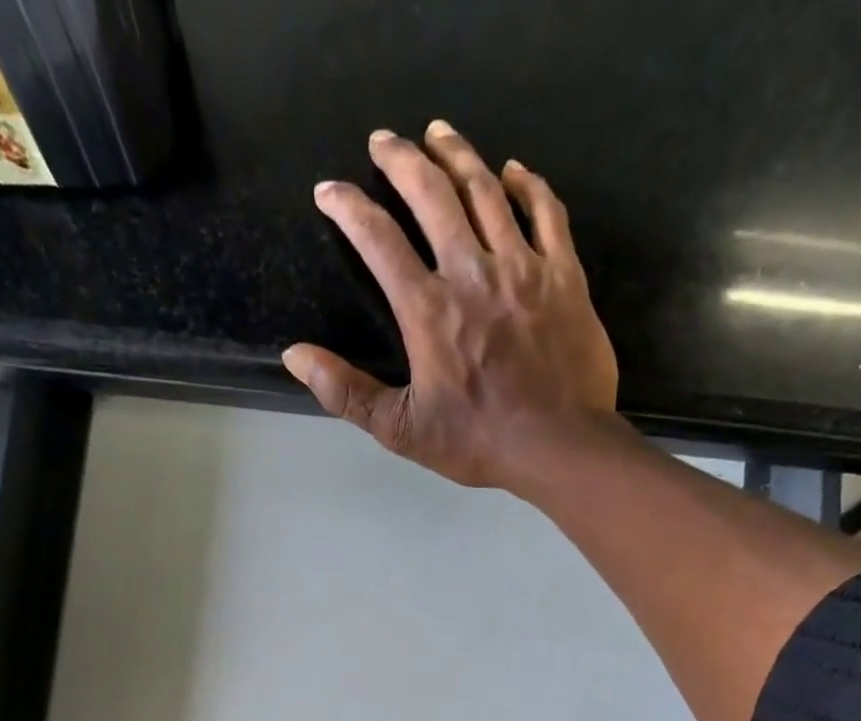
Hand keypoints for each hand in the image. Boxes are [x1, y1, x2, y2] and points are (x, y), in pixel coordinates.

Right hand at [283, 121, 624, 494]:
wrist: (559, 446)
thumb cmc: (478, 443)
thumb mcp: (402, 429)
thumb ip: (347, 392)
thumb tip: (296, 355)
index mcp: (428, 310)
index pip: (378, 240)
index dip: (348, 208)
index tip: (329, 191)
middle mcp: (472, 273)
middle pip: (432, 194)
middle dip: (401, 159)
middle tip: (383, 141)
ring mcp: (523, 268)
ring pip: (487, 191)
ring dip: (458, 155)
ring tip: (439, 134)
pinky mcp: (564, 276)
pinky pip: (547, 212)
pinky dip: (528, 184)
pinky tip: (514, 171)